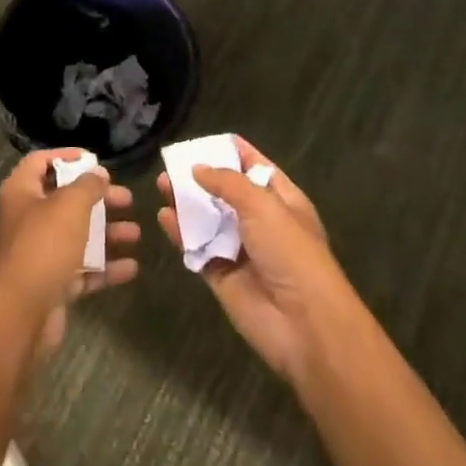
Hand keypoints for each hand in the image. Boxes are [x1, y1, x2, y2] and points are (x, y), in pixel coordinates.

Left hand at [0, 149, 139, 357]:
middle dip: (98, 199)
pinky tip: (131, 267)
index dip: (65, 156)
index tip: (94, 159)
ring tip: (135, 234)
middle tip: (127, 199)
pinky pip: (82, 269)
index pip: (41, 162)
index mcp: (22, 192)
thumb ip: (87, 185)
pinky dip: (104, 267)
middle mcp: (28, 218)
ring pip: (77, 236)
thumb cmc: (44, 245)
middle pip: (66, 200)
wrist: (21, 314)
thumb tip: (98, 174)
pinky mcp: (52, 283)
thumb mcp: (70, 205)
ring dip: (107, 233)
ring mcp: (40, 253)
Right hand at [158, 137, 355, 386]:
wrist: (304, 324)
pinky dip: (180, 233)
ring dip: (186, 202)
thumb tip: (197, 168)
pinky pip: (197, 247)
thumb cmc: (290, 253)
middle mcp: (261, 222)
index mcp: (282, 200)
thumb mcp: (263, 205)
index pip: (254, 166)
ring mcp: (240, 249)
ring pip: (208, 218)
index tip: (203, 140)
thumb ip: (227, 183)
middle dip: (201, 176)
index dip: (231, 152)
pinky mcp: (221, 274)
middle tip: (171, 163)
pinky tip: (163, 217)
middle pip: (226, 192)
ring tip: (161, 184)